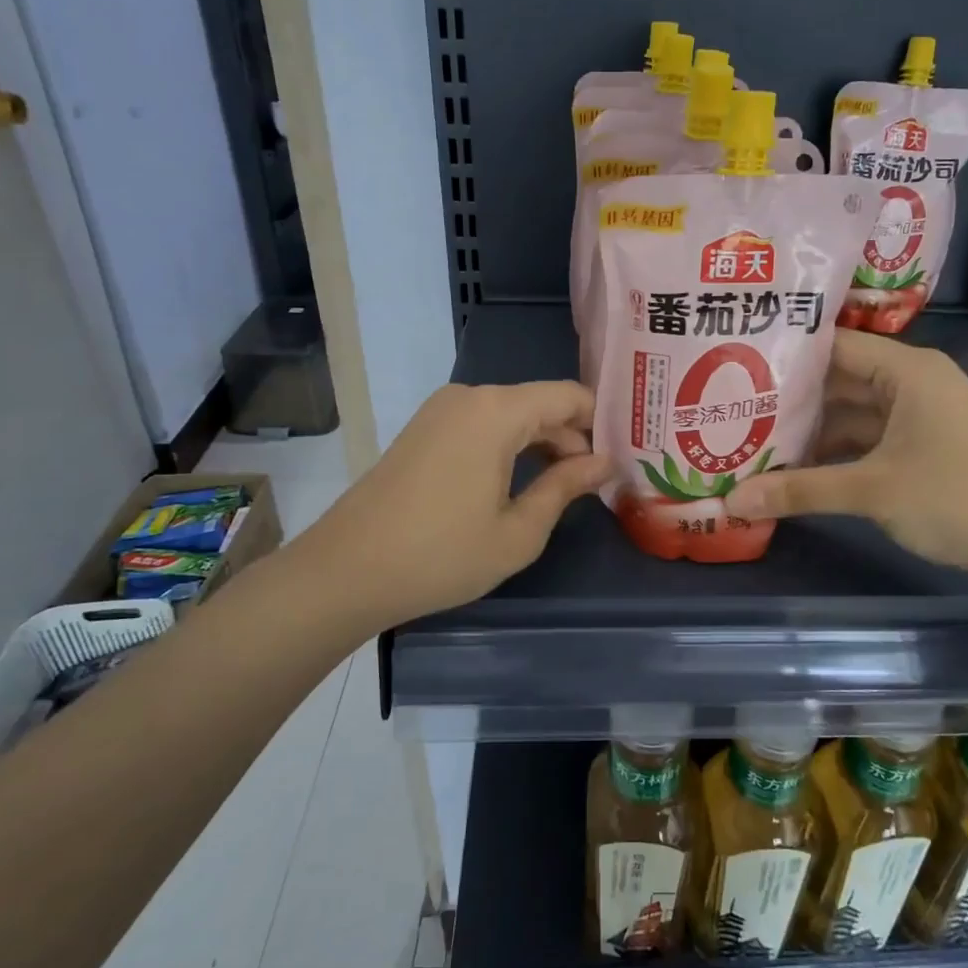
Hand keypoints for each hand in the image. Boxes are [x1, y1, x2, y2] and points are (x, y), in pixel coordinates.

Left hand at [290, 382, 610, 629]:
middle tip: (598, 484)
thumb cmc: (442, 555)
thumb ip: (566, 487)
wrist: (346, 571)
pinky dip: (509, 447)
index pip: (570, 396)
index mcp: (498, 411)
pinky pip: (482, 426)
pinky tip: (518, 485)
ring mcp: (441, 411)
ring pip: (512, 415)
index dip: (602, 424)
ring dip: (541, 445)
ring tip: (564, 489)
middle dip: (573, 439)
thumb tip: (604, 462)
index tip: (622, 458)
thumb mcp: (519, 530)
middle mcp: (470, 396)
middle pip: (541, 404)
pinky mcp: (423, 430)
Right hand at [722, 330, 967, 574]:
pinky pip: (868, 435)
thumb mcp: (871, 490)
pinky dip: (837, 449)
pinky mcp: (923, 443)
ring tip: (755, 438)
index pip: (835, 345)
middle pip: (840, 379)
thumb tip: (732, 500)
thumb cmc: (954, 498)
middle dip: (792, 398)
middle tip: (734, 406)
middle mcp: (913, 381)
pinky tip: (798, 467)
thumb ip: (800, 490)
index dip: (787, 355)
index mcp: (907, 370)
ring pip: (852, 411)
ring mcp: (920, 414)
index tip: (738, 365)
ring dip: (812, 428)